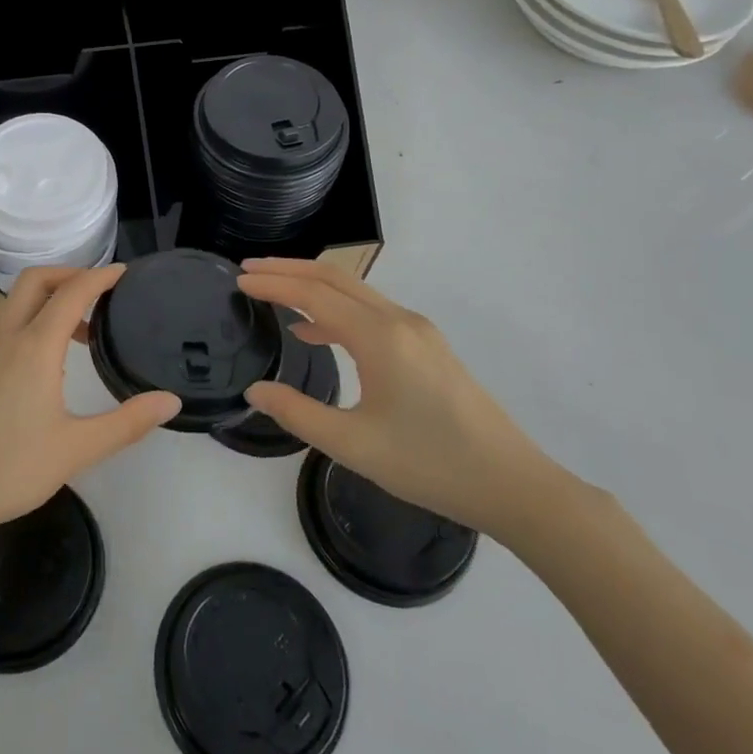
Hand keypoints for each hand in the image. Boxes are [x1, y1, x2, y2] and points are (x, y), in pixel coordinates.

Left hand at [0, 264, 180, 564]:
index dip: (100, 277)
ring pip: (15, 305)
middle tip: (100, 294)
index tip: (125, 273)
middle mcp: (5, 339)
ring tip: (81, 335)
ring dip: (48, 302)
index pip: (71, 293)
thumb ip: (128, 423)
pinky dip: (30, 325)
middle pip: (34, 281)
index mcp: (34, 348)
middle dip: (69, 275)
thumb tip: (171, 401)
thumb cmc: (10, 470)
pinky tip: (45, 370)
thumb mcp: (77, 449)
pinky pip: (3, 330)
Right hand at [238, 258, 553, 535]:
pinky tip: (317, 333)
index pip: (314, 294)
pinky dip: (336, 310)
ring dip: (313, 287)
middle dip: (289, 270)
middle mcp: (399, 321)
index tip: (239, 278)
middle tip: (249, 268)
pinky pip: (372, 313)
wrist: (513, 485)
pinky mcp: (428, 347)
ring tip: (273, 293)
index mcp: (380, 338)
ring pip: (355, 293)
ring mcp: (418, 332)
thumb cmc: (430, 465)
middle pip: (335, 279)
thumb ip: (298, 413)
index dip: (273, 284)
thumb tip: (255, 390)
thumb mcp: (354, 445)